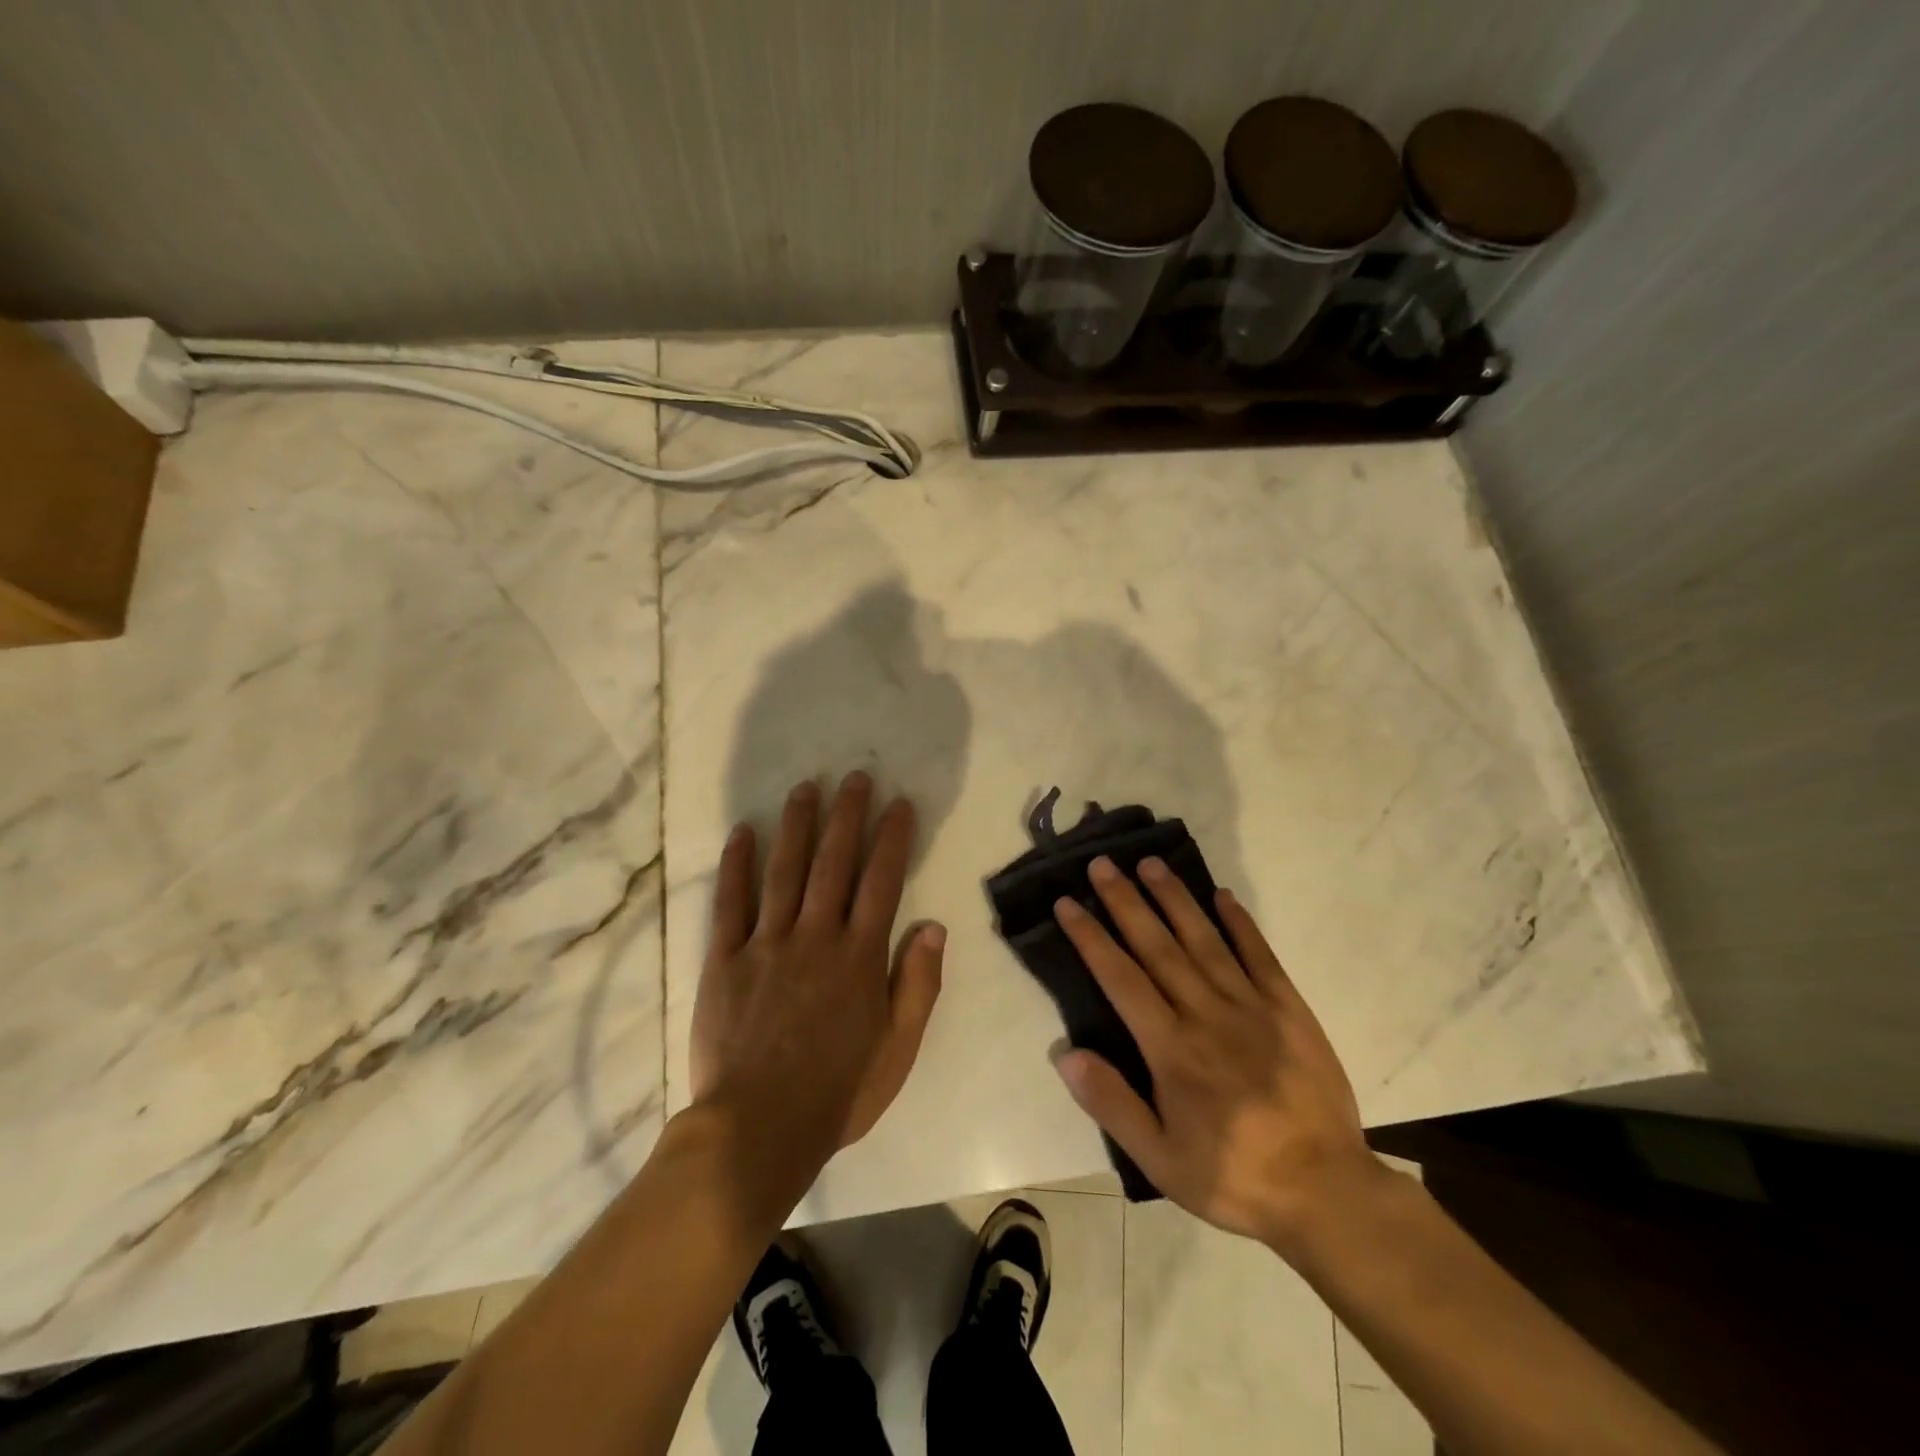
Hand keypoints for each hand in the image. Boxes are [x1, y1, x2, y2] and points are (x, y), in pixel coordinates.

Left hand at [690, 773, 944, 1178]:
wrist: (756, 1131)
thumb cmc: (837, 1092)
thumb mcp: (897, 1049)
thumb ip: (917, 985)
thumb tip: (933, 926)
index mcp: (859, 957)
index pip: (881, 881)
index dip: (892, 838)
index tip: (899, 803)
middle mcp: (815, 937)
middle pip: (833, 863)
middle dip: (847, 815)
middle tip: (855, 776)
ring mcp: (766, 944)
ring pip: (784, 871)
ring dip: (796, 825)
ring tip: (805, 788)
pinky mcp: (724, 960)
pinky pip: (730, 904)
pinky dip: (737, 866)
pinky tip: (742, 833)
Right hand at [1051, 856, 1380, 1248]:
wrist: (1326, 1191)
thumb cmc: (1233, 1176)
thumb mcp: (1160, 1160)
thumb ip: (1112, 1104)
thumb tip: (1066, 1053)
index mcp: (1172, 1048)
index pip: (1121, 979)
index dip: (1091, 937)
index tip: (1068, 903)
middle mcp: (1207, 1014)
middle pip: (1158, 946)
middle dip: (1126, 902)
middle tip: (1102, 864)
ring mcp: (1252, 1006)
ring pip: (1204, 940)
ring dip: (1174, 899)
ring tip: (1150, 863)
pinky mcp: (1290, 1009)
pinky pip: (1260, 956)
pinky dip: (1240, 923)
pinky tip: (1222, 895)